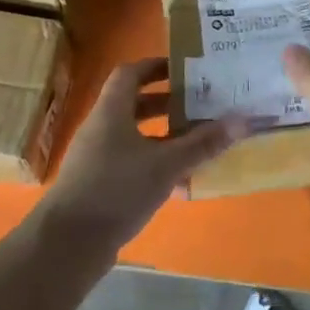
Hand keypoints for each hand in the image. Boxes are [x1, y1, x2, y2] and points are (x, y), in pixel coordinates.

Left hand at [33, 59, 245, 252]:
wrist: (68, 244)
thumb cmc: (116, 190)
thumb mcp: (166, 165)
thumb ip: (203, 143)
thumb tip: (242, 120)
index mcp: (111, 112)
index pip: (130, 73)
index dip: (155, 65)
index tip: (184, 68)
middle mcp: (101, 129)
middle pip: (134, 104)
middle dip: (167, 102)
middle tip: (199, 103)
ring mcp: (97, 158)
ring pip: (135, 136)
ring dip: (164, 135)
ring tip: (197, 140)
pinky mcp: (99, 185)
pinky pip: (131, 163)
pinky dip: (155, 164)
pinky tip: (181, 182)